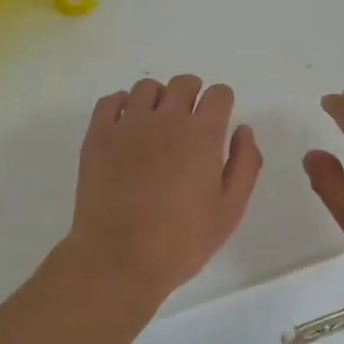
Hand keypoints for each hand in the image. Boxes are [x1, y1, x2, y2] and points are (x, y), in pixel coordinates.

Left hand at [67, 74, 262, 303]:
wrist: (119, 259)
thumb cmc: (181, 242)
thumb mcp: (230, 211)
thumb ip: (245, 164)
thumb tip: (243, 130)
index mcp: (202, 135)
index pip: (218, 94)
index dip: (222, 104)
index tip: (217, 120)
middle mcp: (166, 118)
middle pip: (184, 83)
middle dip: (193, 95)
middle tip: (189, 122)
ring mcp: (128, 124)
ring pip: (147, 87)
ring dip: (158, 99)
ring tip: (156, 125)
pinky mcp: (98, 135)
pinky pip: (111, 100)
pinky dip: (122, 105)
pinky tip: (126, 127)